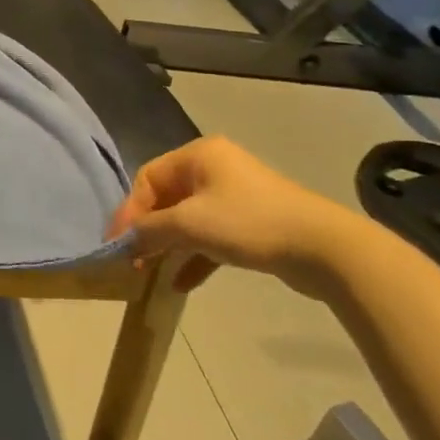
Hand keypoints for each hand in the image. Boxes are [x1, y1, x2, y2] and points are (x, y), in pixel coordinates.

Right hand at [105, 136, 358, 294]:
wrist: (321, 247)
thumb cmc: (248, 223)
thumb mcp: (190, 223)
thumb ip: (150, 230)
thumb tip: (124, 241)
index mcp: (198, 155)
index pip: (148, 178)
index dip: (129, 211)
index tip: (117, 244)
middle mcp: (214, 168)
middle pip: (166, 198)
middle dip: (147, 230)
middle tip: (132, 260)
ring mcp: (234, 196)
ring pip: (187, 219)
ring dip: (168, 246)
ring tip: (150, 273)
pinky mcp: (250, 224)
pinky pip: (210, 237)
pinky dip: (193, 257)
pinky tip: (180, 284)